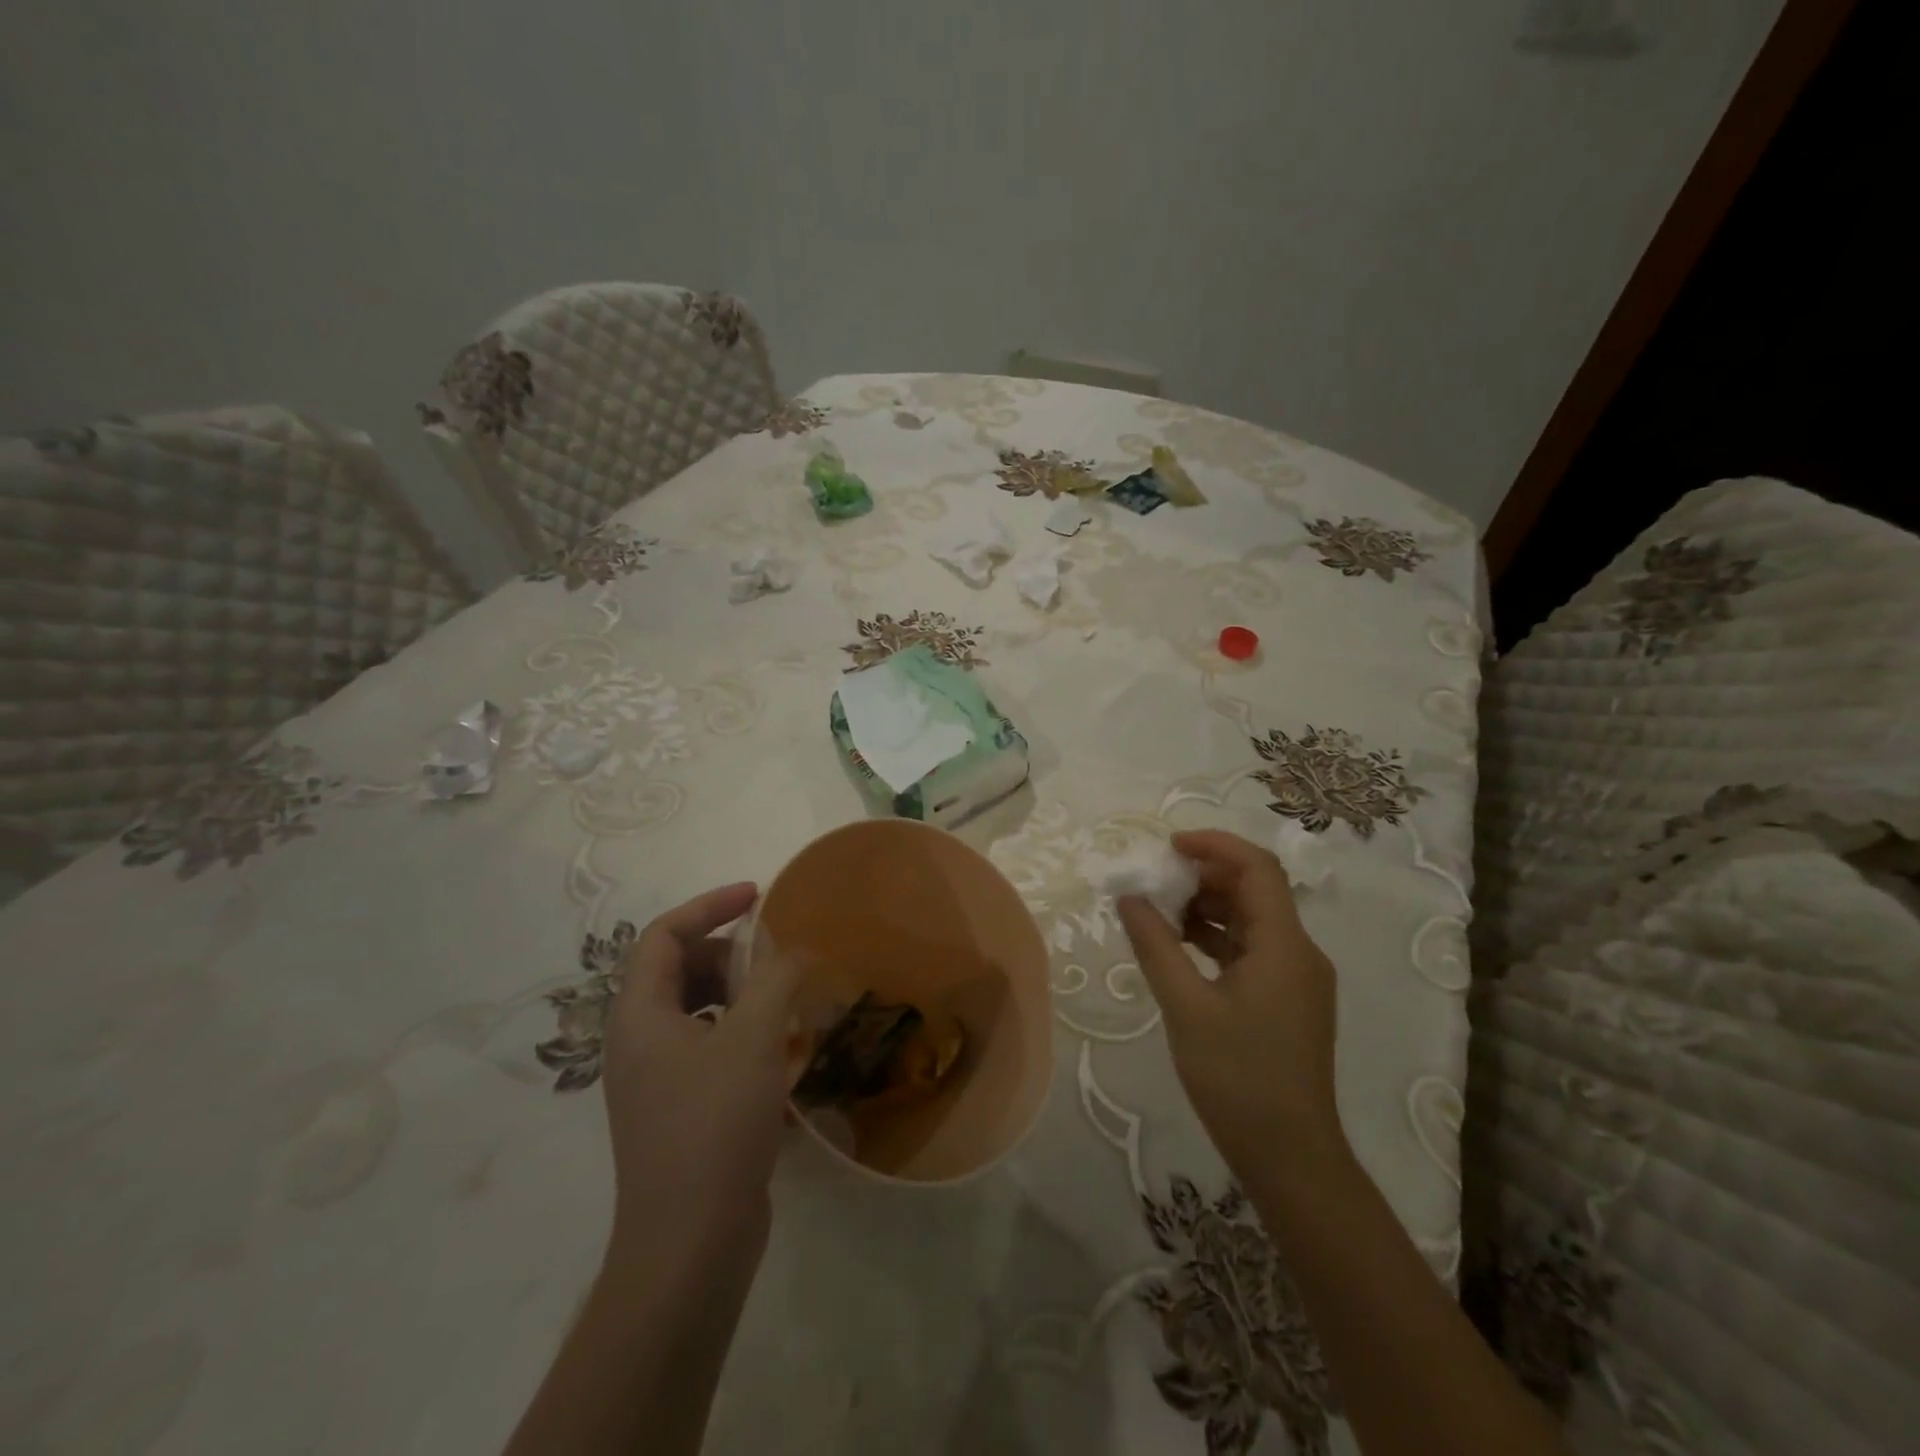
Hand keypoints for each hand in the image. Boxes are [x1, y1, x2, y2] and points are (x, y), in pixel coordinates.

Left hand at [599, 882, 799, 1277]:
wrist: (690, 1246)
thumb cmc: (714, 1126)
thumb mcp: (754, 1038)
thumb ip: (775, 978)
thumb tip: (792, 951)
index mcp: (639, 1015)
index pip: (663, 935)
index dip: (709, 905)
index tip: (757, 897)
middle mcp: (637, 1042)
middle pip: (678, 969)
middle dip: (729, 953)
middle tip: (776, 961)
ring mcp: (655, 1080)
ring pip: (696, 1009)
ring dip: (739, 993)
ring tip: (784, 1002)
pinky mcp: (678, 1110)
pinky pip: (708, 1046)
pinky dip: (741, 1031)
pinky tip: (779, 1050)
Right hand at [1117, 830, 1343, 1177]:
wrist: (1291, 1157)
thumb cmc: (1238, 1078)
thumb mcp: (1186, 1007)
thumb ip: (1155, 945)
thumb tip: (1129, 898)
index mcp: (1284, 945)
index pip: (1256, 867)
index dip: (1213, 845)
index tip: (1167, 847)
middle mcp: (1299, 951)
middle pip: (1254, 889)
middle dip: (1203, 876)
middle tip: (1154, 882)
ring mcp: (1296, 977)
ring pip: (1251, 919)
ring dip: (1207, 907)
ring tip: (1158, 913)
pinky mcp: (1287, 1000)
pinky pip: (1251, 949)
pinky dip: (1215, 938)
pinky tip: (1179, 948)